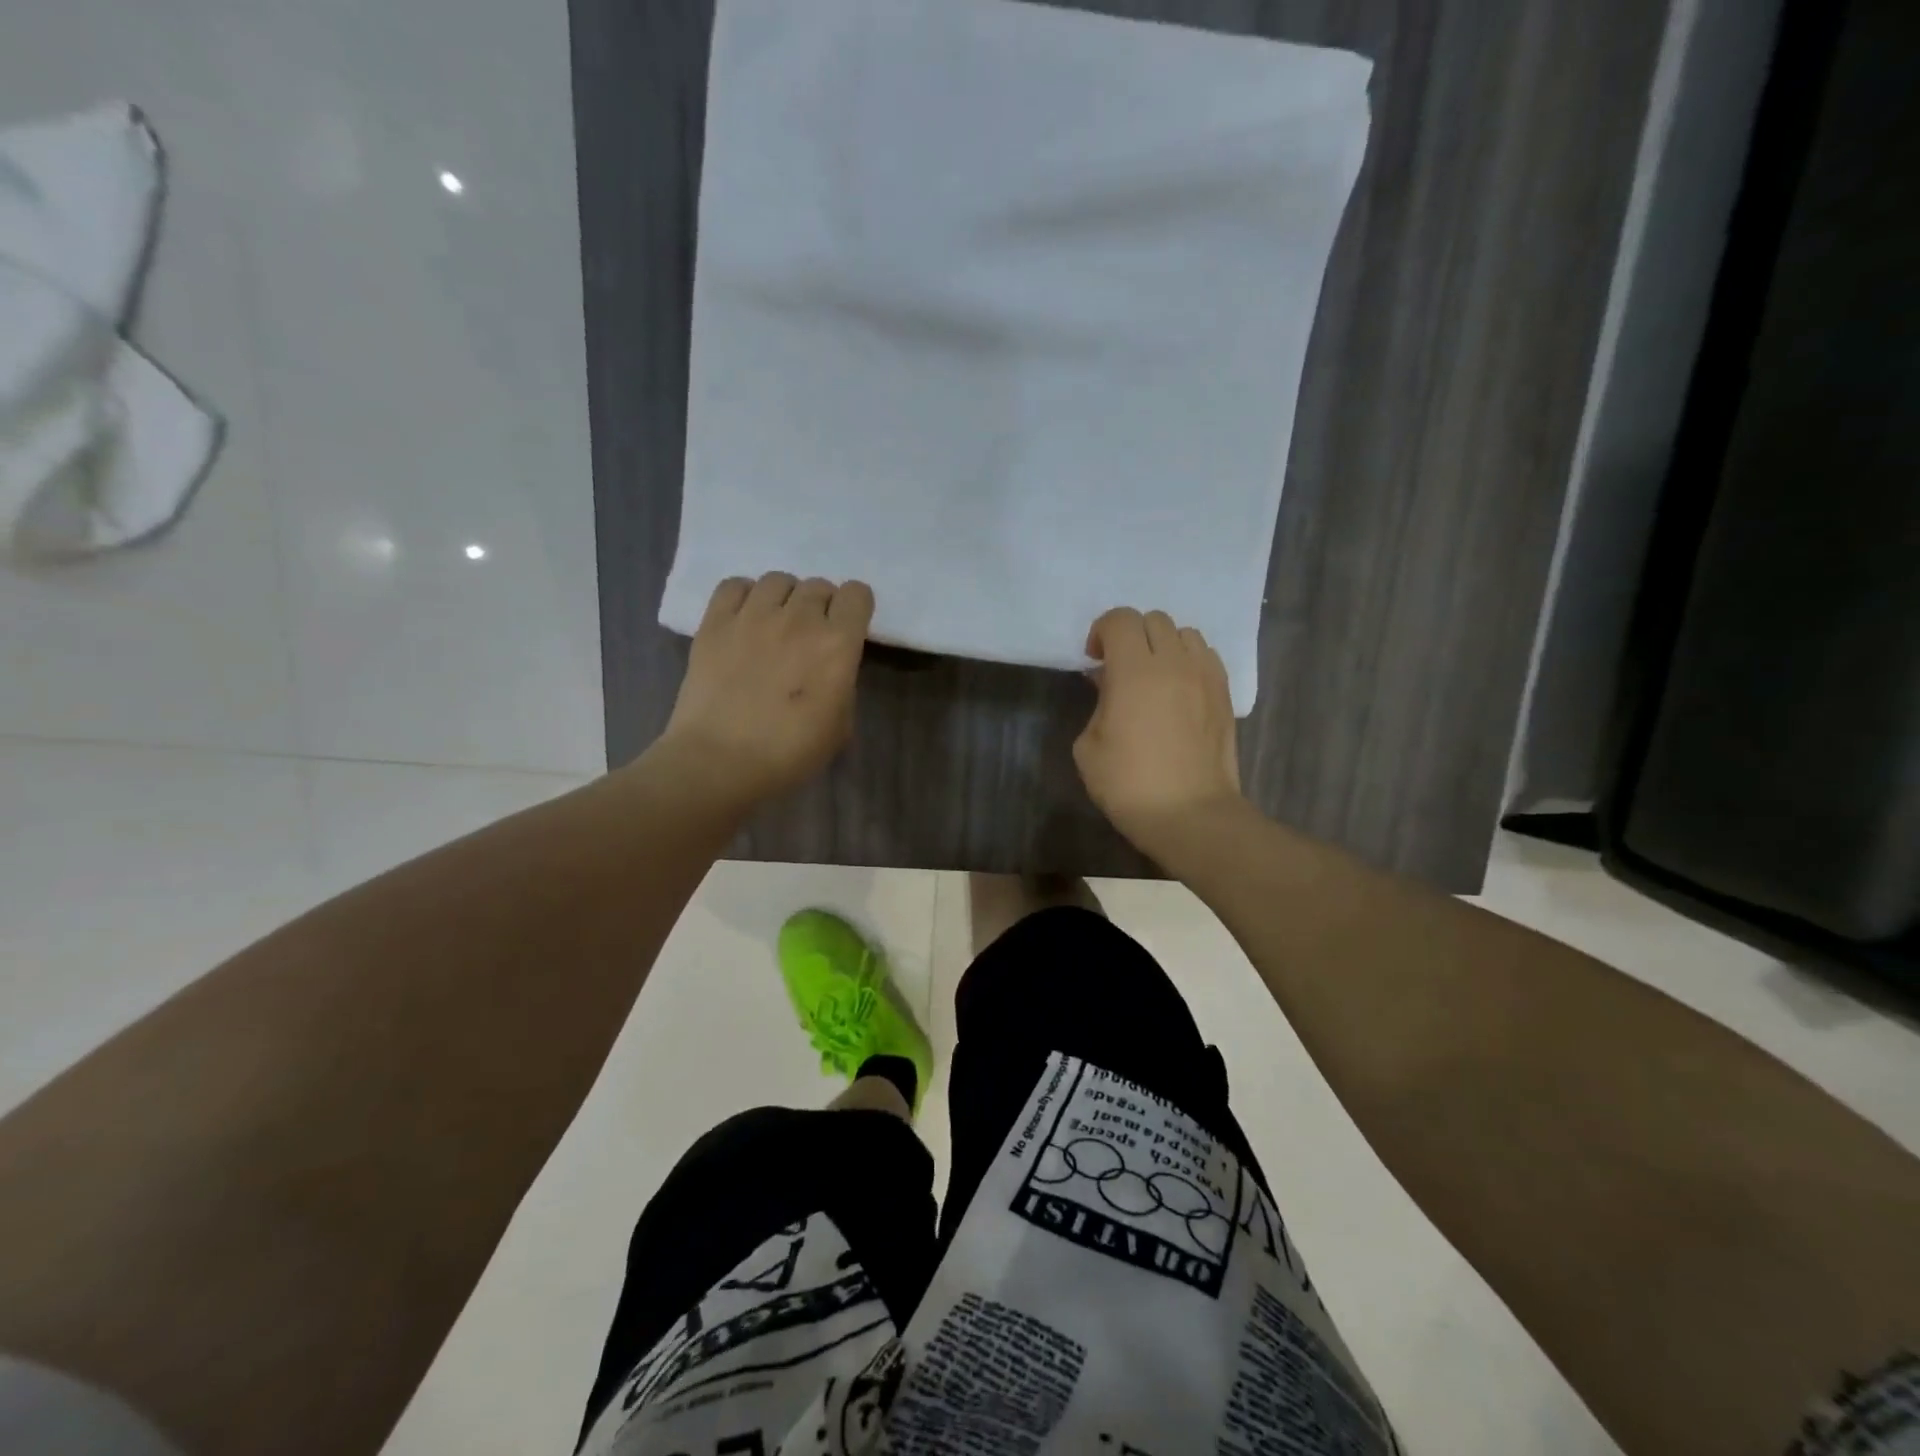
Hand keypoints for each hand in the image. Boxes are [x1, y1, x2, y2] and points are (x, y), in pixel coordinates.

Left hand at [657, 573, 874, 802]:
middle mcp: (799, 618)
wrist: (721, 761)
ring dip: (784, 598)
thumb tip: (829, 669)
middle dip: (820, 606)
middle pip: (818, 586)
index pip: (857, 595)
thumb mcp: (840, 726)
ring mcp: (754, 616)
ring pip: (778, 580)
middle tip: (810, 636)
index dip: (855, 609)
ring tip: (776, 624)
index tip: (848, 628)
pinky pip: (734, 586)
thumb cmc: (790, 753)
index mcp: (838, 644)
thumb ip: (841, 684)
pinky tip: (744, 619)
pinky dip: (744, 596)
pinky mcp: (715, 622)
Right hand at [1074, 608, 1243, 854]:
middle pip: (1153, 620)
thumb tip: (1109, 685)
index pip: (1120, 619)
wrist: (1190, 814)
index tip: (1094, 660)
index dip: (1101, 631)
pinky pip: (1206, 656)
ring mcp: (1205, 676)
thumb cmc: (1129, 784)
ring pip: (1185, 633)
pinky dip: (1188, 660)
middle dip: (1131, 635)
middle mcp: (1174, 663)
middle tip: (1119, 667)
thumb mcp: (1088, 746)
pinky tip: (1178, 689)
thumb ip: (1097, 704)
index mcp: (1134, 671)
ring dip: (1163, 645)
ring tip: (1152, 675)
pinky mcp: (1225, 694)